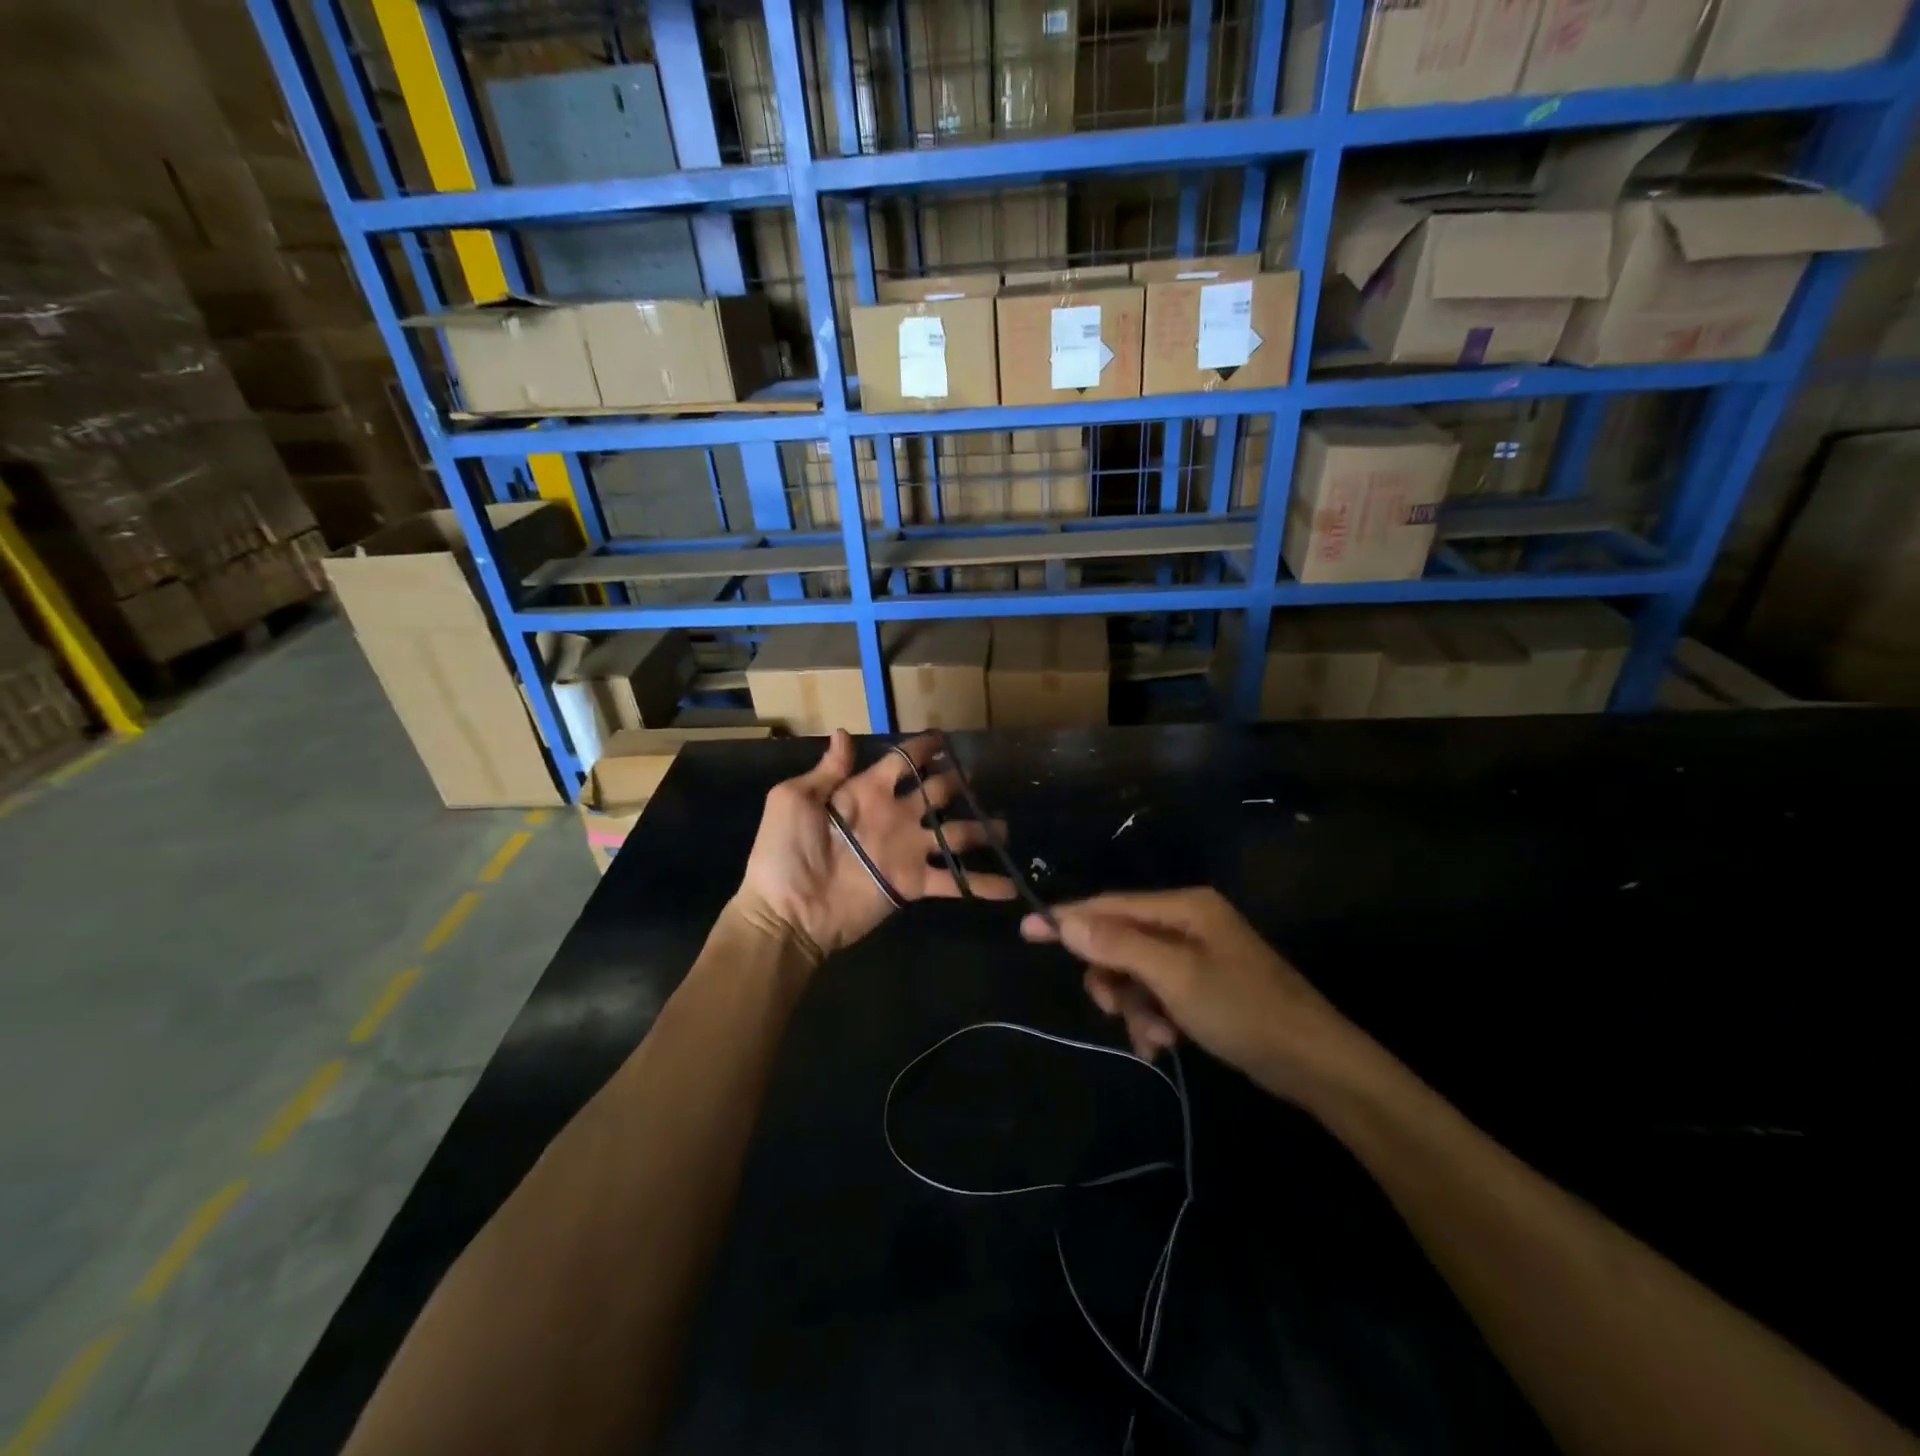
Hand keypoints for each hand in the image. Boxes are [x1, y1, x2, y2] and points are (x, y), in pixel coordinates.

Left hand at [734, 730, 1014, 964]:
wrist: (787, 912)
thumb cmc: (784, 852)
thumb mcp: (794, 800)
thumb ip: (826, 771)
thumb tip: (843, 733)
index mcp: (866, 792)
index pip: (902, 762)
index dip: (922, 749)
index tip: (945, 739)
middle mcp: (893, 816)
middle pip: (935, 793)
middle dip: (956, 783)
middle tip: (978, 777)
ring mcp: (907, 851)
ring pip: (954, 834)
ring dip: (980, 830)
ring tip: (1005, 828)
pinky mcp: (914, 884)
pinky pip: (954, 881)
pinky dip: (982, 885)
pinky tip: (1012, 886)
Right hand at [1021, 887, 1358, 1101]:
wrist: (1316, 1064)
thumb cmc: (1244, 1010)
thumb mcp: (1174, 977)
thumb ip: (1118, 945)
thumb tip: (1065, 920)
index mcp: (1184, 907)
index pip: (1111, 905)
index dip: (1069, 919)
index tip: (1027, 931)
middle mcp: (1188, 923)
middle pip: (1121, 941)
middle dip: (1112, 978)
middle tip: (1113, 1009)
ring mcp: (1198, 955)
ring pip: (1136, 973)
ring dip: (1134, 1007)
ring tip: (1153, 1039)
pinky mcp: (1204, 987)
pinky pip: (1158, 994)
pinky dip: (1153, 1018)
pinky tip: (1163, 1046)